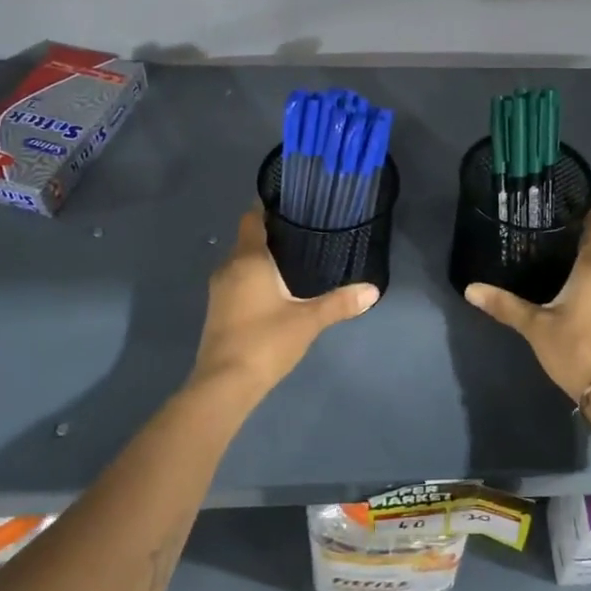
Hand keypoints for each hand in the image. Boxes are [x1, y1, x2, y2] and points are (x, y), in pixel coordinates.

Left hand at [191, 205, 378, 395]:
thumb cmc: (265, 341)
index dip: (268, 208)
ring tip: (296, 262)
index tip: (293, 206)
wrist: (224, 384)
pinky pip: (237, 282)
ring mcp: (219, 291)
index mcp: (248, 259)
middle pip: (248, 240)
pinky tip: (277, 292)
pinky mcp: (218, 311)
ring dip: (263, 260)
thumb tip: (373, 290)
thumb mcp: (308, 320)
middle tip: (305, 235)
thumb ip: (339, 303)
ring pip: (241, 263)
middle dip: (272, 235)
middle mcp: (228, 268)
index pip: (252, 218)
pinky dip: (254, 280)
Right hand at [465, 208, 590, 402]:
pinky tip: (562, 286)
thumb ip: (504, 305)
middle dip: (573, 236)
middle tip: (542, 228)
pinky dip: (583, 279)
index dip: (586, 212)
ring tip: (547, 254)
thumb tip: (471, 289)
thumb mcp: (535, 326)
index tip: (567, 200)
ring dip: (578, 260)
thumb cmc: (575, 348)